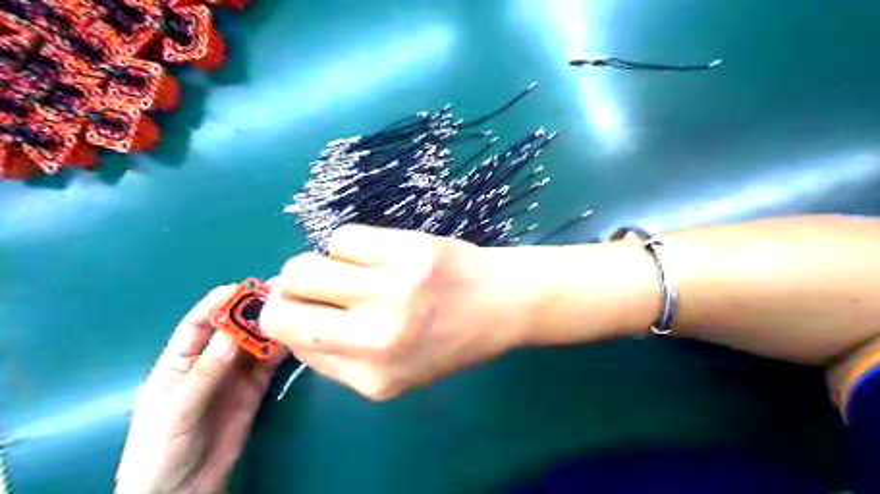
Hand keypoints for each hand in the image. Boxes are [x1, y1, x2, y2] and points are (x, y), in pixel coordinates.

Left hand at [115, 288, 286, 491]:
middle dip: (254, 310)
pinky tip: (295, 337)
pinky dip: (282, 350)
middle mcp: (211, 362)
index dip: (219, 303)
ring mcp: (235, 375)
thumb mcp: (176, 410)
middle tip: (280, 292)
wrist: (183, 492)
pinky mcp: (255, 389)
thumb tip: (231, 334)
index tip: (244, 287)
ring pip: (256, 343)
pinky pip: (270, 364)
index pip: (199, 323)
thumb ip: (205, 373)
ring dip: (272, 326)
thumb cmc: (161, 450)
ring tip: (294, 308)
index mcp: (180, 361)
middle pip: (234, 328)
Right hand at [258, 225, 524, 400]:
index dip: (288, 320)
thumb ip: (341, 357)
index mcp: (374, 378)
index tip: (300, 307)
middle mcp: (378, 339)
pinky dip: (349, 244)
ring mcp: (394, 290)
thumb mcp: (398, 371)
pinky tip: (375, 253)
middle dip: (286, 292)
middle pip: (285, 305)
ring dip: (317, 264)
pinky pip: (343, 237)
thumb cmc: (451, 339)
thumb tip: (291, 318)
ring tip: (348, 268)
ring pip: (306, 266)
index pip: (295, 345)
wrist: (504, 303)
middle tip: (310, 284)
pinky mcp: (409, 251)